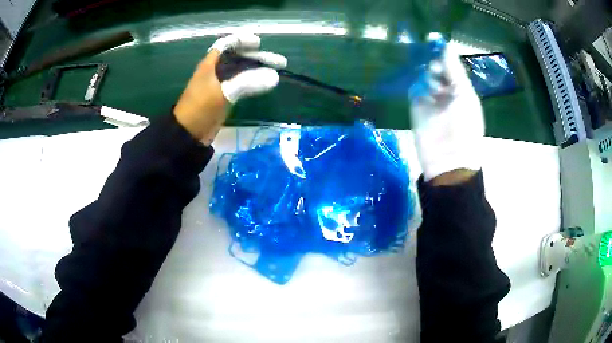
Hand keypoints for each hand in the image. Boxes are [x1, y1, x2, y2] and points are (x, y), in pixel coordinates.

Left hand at [174, 34, 286, 143]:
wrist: (188, 134)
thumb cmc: (200, 109)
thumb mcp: (223, 94)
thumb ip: (248, 83)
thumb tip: (274, 77)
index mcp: (210, 64)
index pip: (227, 45)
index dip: (242, 41)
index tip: (258, 44)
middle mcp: (215, 71)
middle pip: (238, 58)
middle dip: (257, 57)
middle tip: (279, 62)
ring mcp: (220, 84)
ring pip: (241, 71)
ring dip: (258, 70)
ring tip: (276, 71)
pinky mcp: (224, 96)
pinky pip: (241, 84)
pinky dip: (253, 82)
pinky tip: (265, 83)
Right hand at [410, 33, 484, 181]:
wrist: (448, 158)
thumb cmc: (464, 126)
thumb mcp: (463, 94)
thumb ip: (453, 70)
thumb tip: (447, 44)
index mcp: (462, 89)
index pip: (451, 66)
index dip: (444, 53)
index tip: (433, 40)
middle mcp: (446, 91)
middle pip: (436, 68)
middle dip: (433, 62)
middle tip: (431, 64)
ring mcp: (430, 98)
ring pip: (424, 76)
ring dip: (425, 73)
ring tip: (429, 79)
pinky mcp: (416, 105)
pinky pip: (414, 87)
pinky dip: (416, 82)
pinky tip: (419, 83)